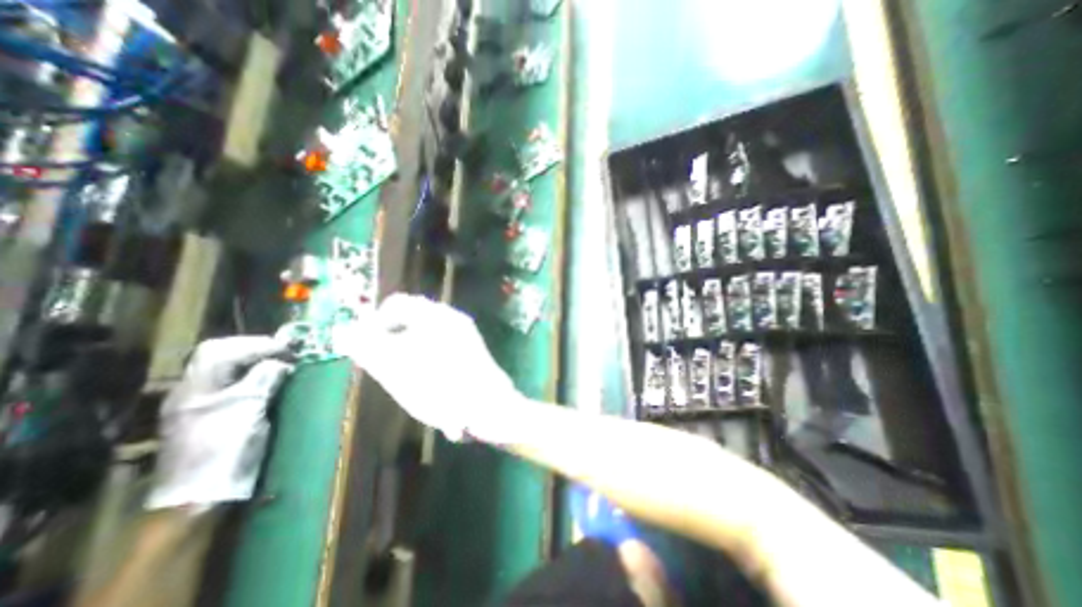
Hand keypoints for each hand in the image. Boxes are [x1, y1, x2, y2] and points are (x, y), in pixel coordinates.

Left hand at [147, 335, 294, 509]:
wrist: (201, 499)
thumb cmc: (224, 450)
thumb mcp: (247, 408)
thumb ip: (264, 378)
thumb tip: (284, 361)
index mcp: (195, 388)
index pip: (220, 349)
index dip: (255, 343)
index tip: (287, 347)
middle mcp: (196, 393)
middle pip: (223, 358)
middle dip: (257, 351)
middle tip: (288, 353)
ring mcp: (204, 407)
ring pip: (231, 373)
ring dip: (259, 364)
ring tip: (287, 365)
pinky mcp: (217, 419)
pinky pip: (238, 388)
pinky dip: (258, 379)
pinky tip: (275, 384)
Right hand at [334, 295, 527, 439]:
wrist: (490, 406)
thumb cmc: (441, 385)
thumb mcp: (397, 367)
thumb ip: (368, 346)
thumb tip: (344, 331)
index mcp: (437, 315)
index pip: (397, 303)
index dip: (375, 321)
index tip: (365, 345)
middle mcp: (453, 319)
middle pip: (412, 319)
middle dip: (392, 339)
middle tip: (383, 364)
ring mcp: (465, 335)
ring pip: (425, 336)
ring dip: (408, 352)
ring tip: (405, 378)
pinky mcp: (472, 351)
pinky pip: (441, 347)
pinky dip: (427, 360)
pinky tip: (427, 384)